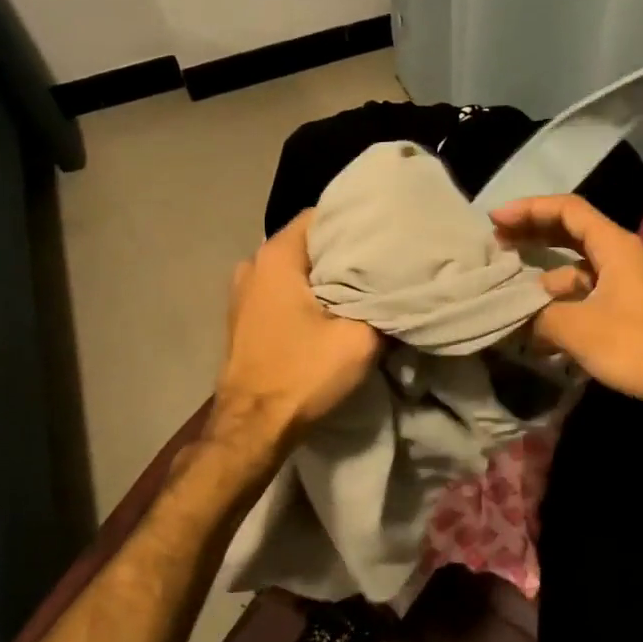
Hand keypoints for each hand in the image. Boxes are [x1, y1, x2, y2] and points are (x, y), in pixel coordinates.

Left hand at [214, 211, 380, 440]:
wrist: (252, 428)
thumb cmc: (303, 374)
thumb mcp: (360, 340)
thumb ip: (383, 306)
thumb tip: (399, 292)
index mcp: (277, 256)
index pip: (321, 213)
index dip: (356, 219)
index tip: (385, 231)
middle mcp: (254, 263)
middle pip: (309, 240)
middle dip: (344, 247)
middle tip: (382, 257)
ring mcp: (243, 290)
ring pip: (296, 266)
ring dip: (325, 273)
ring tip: (362, 281)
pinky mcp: (244, 315)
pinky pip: (283, 288)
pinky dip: (307, 291)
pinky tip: (333, 306)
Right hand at [492, 193, 642, 417]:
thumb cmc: (635, 345)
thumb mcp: (577, 328)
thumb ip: (538, 316)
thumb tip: (515, 318)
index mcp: (615, 245)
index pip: (567, 209)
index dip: (528, 209)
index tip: (495, 219)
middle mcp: (622, 255)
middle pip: (570, 232)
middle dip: (533, 235)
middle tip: (497, 242)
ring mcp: (627, 282)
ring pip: (577, 268)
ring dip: (544, 277)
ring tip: (510, 295)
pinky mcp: (628, 307)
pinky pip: (587, 294)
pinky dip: (561, 303)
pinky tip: (537, 328)